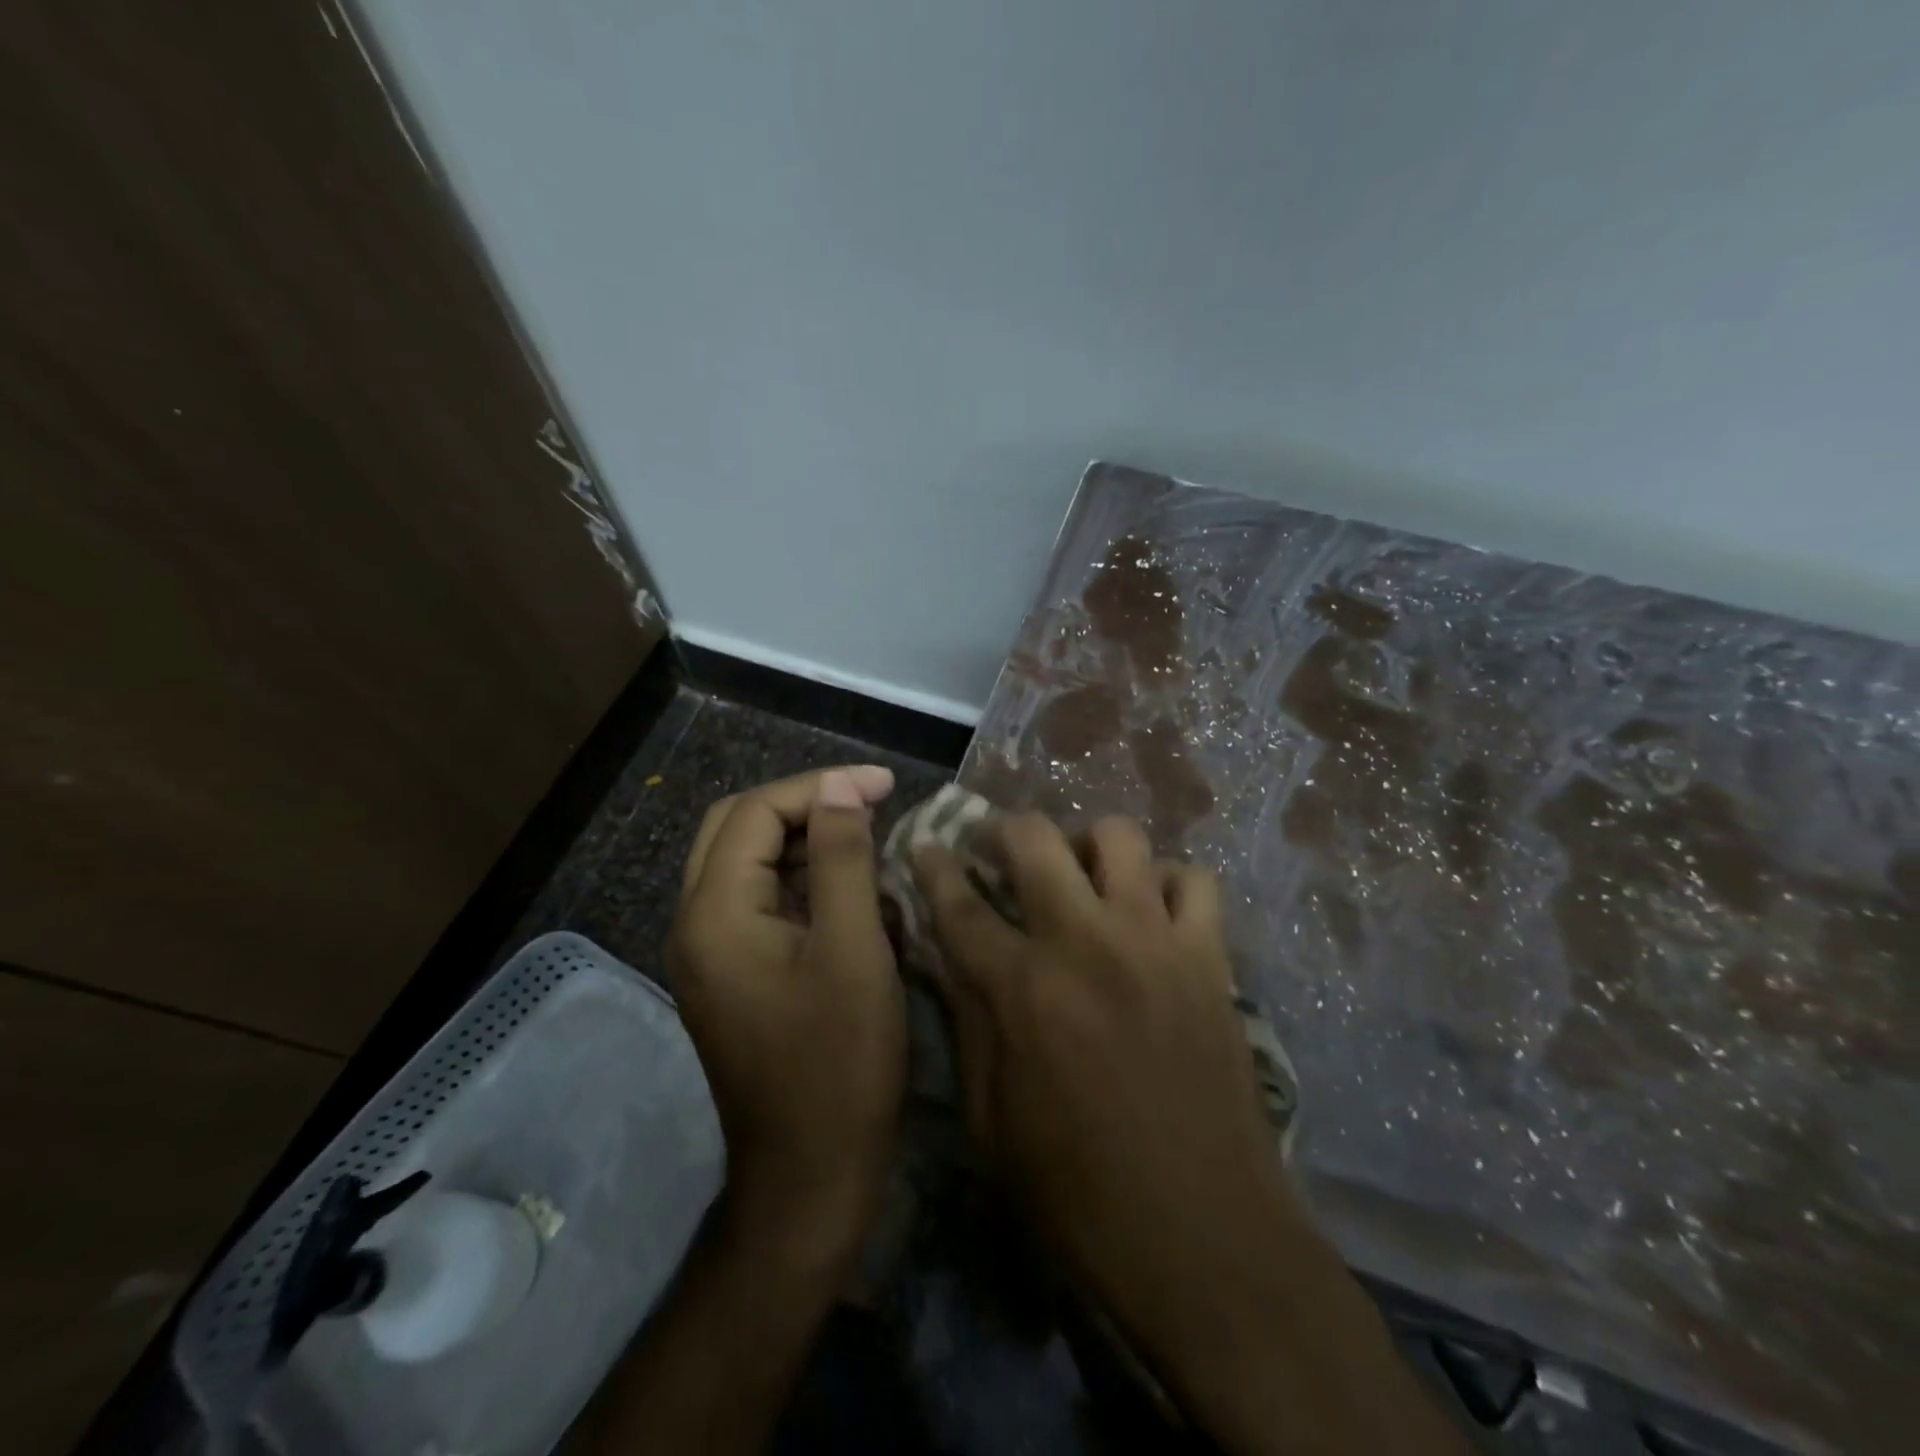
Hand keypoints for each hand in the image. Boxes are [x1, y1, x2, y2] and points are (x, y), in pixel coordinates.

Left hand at [669, 766, 904, 1261]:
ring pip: (745, 862)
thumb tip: (840, 791)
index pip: (755, 812)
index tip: (884, 784)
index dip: (820, 786)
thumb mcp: (853, 951)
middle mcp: (696, 925)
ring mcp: (709, 954)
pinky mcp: (731, 976)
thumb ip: (843, 860)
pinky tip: (845, 881)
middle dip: (803, 802)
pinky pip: (757, 900)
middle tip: (868, 800)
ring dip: (801, 836)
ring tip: (863, 829)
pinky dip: (798, 875)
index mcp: (715, 914)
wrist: (809, 1176)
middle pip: (736, 828)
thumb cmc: (839, 1063)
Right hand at [917, 814, 1469, 1455]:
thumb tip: (950, 958)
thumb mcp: (990, 1122)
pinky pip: (1194, 881)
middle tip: (998, 849)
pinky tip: (1151, 910)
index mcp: (1022, 989)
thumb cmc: (1078, 1193)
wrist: (1203, 1238)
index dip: (934, 867)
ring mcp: (1154, 942)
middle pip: (1036, 839)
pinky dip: (1166, 882)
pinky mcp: (1209, 958)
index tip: (924, 844)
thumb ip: (968, 1024)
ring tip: (1080, 875)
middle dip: (1004, 829)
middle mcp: (1086, 943)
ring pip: (1120, 837)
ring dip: (1088, 846)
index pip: (960, 904)